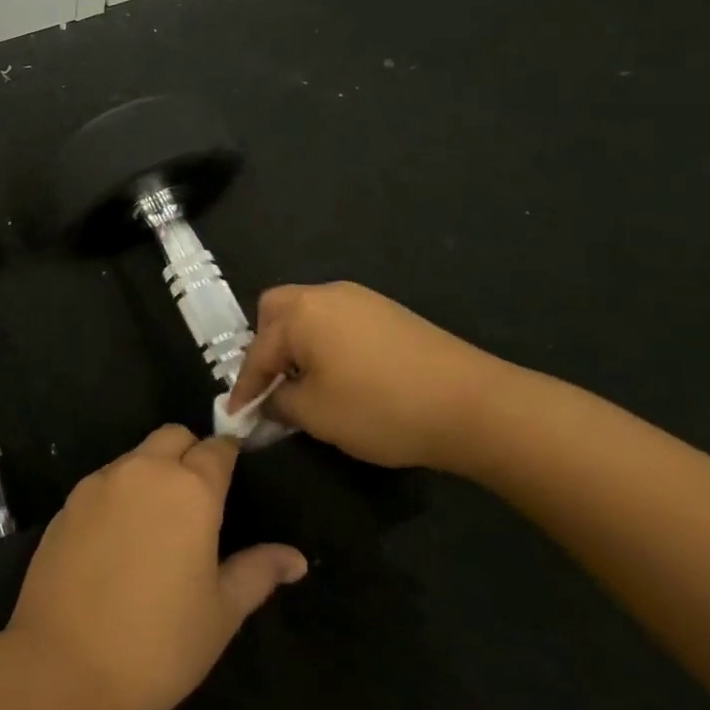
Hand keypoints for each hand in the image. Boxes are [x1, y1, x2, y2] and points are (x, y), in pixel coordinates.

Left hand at [3, 426, 306, 709]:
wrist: (66, 664)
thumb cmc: (160, 644)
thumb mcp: (221, 612)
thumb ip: (257, 572)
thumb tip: (295, 557)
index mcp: (190, 489)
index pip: (217, 449)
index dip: (228, 456)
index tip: (235, 473)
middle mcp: (144, 470)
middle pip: (173, 437)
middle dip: (190, 453)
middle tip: (199, 499)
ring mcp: (100, 481)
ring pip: (136, 456)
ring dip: (153, 472)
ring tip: (159, 523)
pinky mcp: (68, 500)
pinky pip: (104, 481)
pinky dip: (120, 493)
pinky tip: (119, 539)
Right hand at [228, 281, 517, 471]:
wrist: (473, 404)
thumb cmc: (381, 407)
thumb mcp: (317, 415)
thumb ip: (280, 403)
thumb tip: (270, 401)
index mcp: (300, 312)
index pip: (258, 351)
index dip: (245, 387)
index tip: (236, 415)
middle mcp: (325, 294)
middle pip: (277, 312)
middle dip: (266, 347)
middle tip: (272, 384)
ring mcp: (361, 299)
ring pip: (310, 314)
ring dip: (298, 345)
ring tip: (306, 384)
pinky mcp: (389, 313)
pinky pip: (339, 322)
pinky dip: (327, 344)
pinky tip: (343, 376)